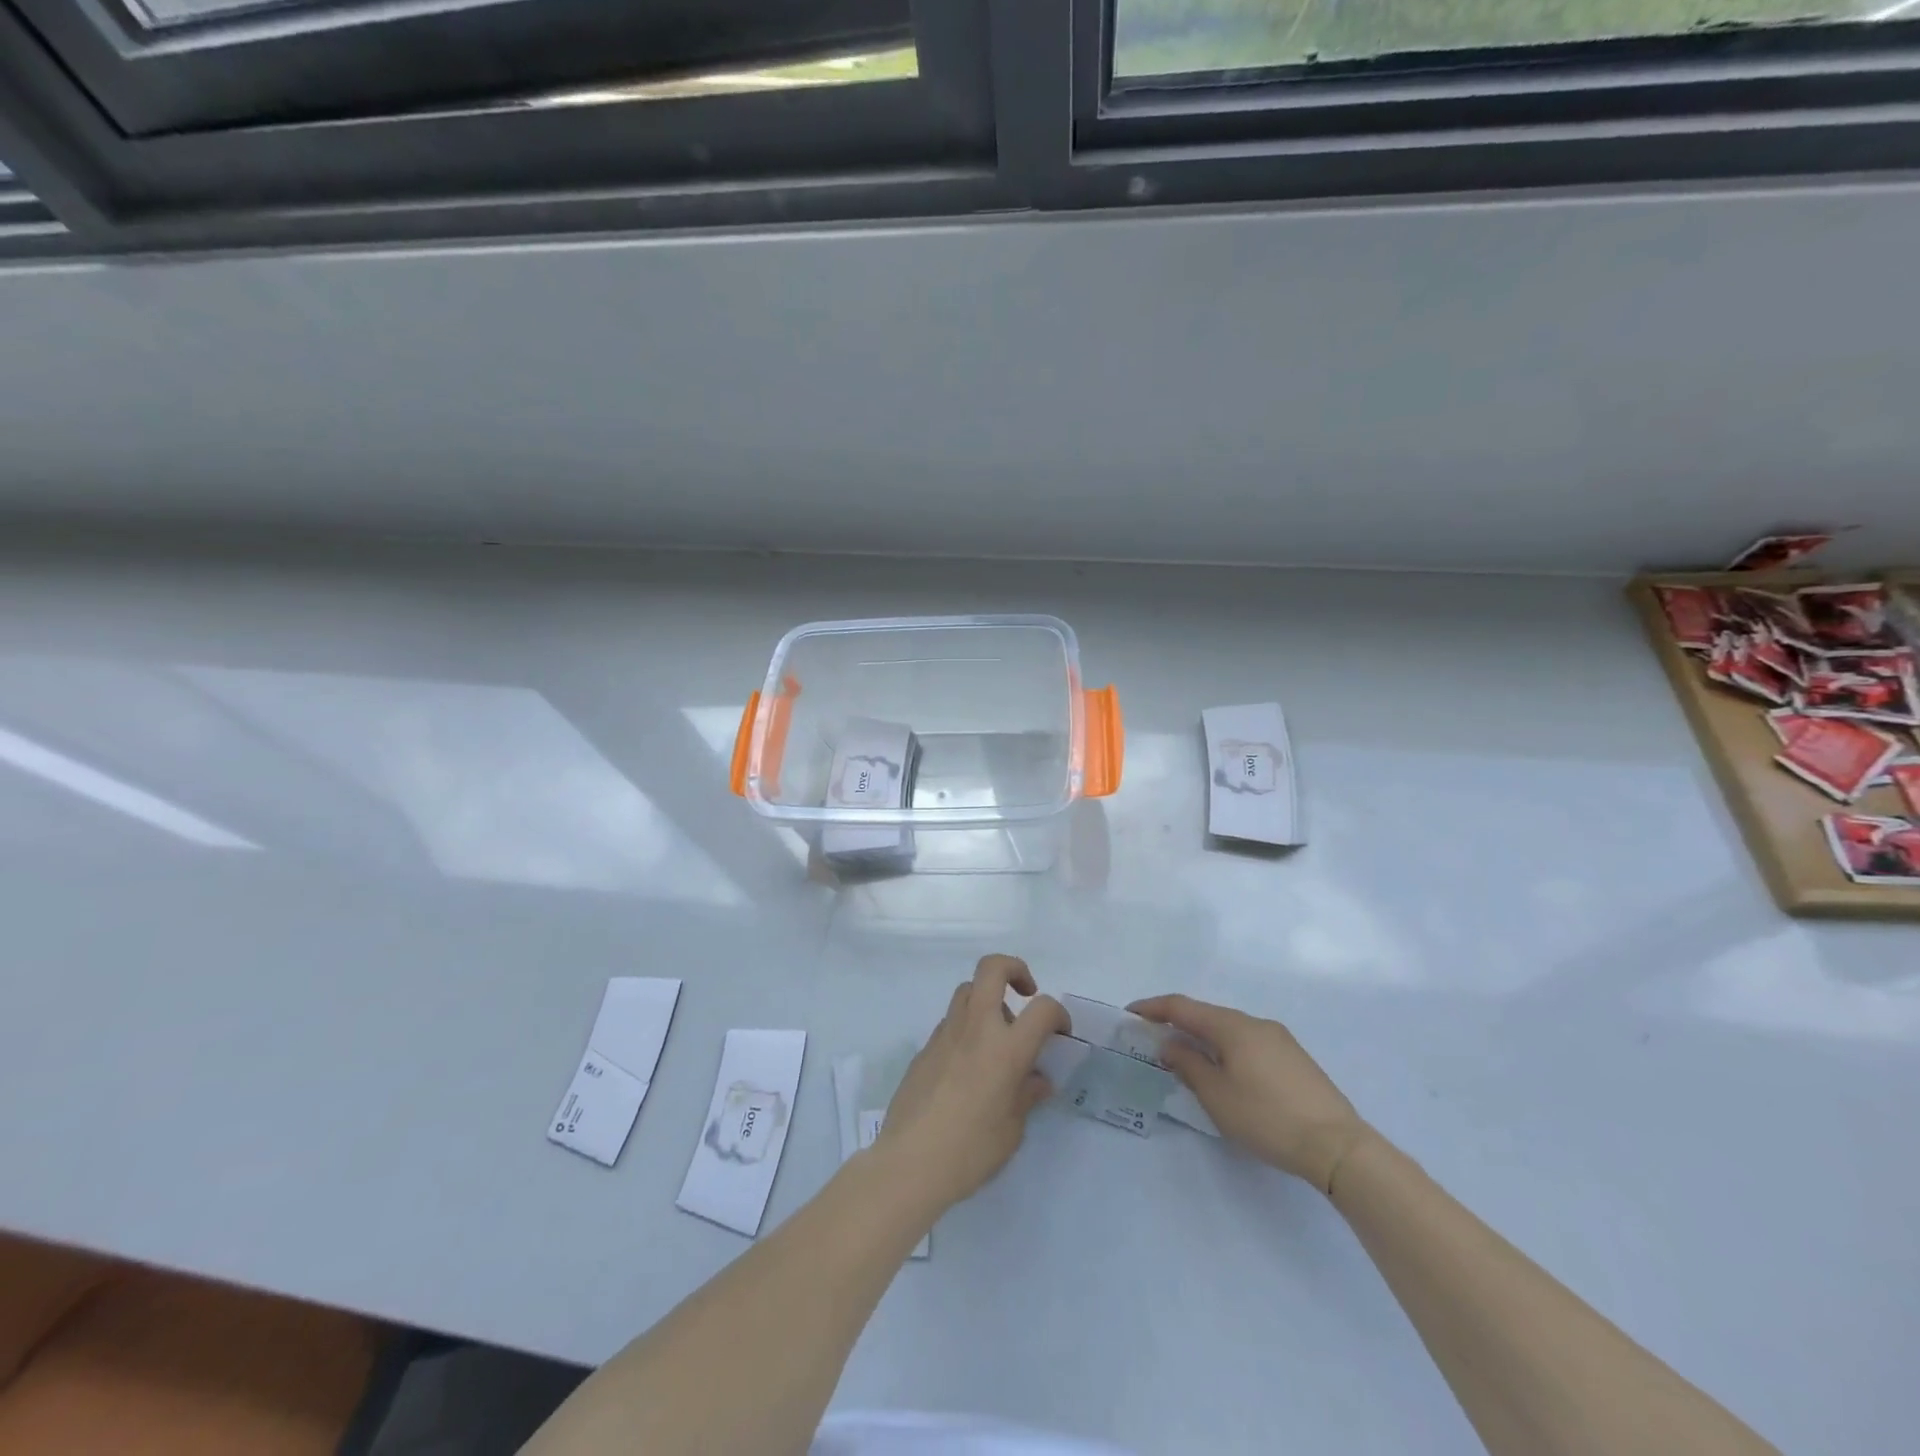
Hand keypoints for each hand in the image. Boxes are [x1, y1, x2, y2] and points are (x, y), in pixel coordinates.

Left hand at [877, 954, 1069, 1213]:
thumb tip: (1038, 1080)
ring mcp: (946, 1033)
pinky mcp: (925, 1047)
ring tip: (997, 1035)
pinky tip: (969, 1065)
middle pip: (992, 968)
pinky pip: (951, 1022)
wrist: (910, 1162)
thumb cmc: (970, 1150)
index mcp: (1006, 1048)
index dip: (1058, 1014)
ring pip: (967, 990)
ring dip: (988, 999)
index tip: (1059, 1034)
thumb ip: (1027, 1096)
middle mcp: (976, 1028)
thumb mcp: (1013, 1130)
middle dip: (1014, 969)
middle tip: (1025, 994)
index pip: (1043, 1008)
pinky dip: (967, 1028)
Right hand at [1129, 994, 1368, 1194]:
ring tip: (1185, 1059)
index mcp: (1233, 1026)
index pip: (1182, 1006)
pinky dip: (1226, 1050)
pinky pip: (1248, 1043)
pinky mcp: (1294, 1059)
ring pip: (1229, 1030)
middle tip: (1153, 1041)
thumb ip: (1188, 1064)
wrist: (1338, 1146)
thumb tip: (1170, 1044)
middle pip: (1207, 1015)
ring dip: (1203, 1039)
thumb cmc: (1268, 1118)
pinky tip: (1224, 1072)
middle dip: (1177, 1024)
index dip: (1153, 1008)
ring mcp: (1279, 1039)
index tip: (1130, 1013)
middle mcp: (1255, 1023)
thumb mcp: (1217, 1096)